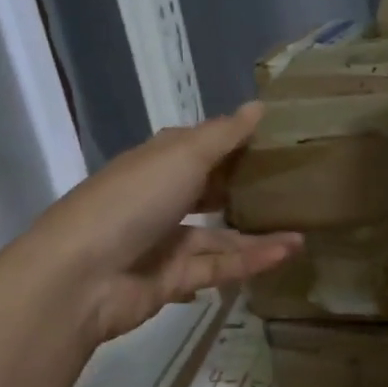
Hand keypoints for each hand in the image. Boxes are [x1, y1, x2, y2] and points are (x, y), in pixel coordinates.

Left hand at [32, 103, 301, 342]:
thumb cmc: (133, 200)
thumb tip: (259, 106)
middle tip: (296, 185)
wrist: (82, 276)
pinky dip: (251, 260)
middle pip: (210, 192)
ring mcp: (165, 243)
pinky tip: (288, 251)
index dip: (235, 141)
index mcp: (157, 163)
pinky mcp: (174, 280)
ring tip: (305, 227)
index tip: (278, 139)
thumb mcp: (183, 156)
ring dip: (259, 232)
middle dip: (247, 189)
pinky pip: (219, 267)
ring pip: (220, 236)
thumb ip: (224, 135)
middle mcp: (161, 200)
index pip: (200, 147)